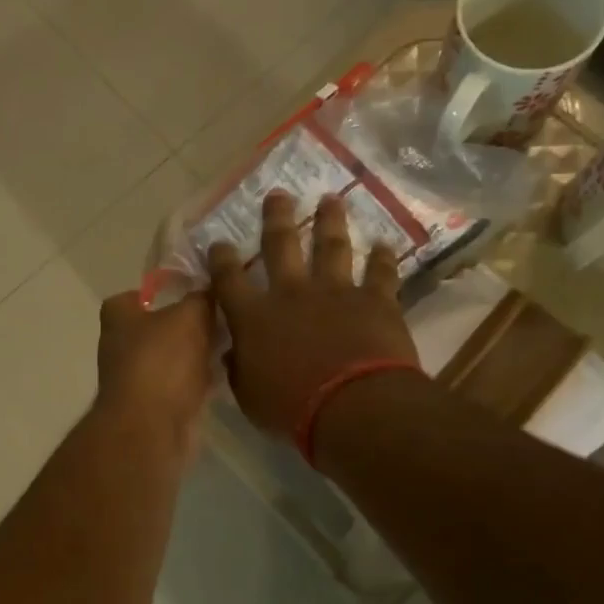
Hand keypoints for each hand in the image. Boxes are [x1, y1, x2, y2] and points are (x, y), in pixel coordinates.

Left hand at [96, 290, 215, 456]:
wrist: (151, 427)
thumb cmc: (162, 361)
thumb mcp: (190, 316)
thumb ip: (201, 298)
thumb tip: (210, 289)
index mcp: (118, 318)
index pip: (133, 296)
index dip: (160, 292)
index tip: (191, 292)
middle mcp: (120, 346)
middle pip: (157, 328)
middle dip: (187, 325)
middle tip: (220, 318)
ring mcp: (136, 379)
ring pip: (172, 358)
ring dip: (196, 354)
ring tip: (229, 344)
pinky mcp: (154, 406)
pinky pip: (181, 385)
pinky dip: (199, 381)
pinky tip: (225, 375)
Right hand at [209, 192, 418, 437]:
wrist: (352, 407)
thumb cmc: (291, 409)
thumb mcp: (250, 396)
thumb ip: (239, 369)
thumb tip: (232, 352)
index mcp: (254, 317)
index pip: (229, 280)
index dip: (221, 259)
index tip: (218, 243)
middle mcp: (291, 293)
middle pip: (280, 245)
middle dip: (277, 217)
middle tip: (278, 195)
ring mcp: (335, 292)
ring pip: (331, 246)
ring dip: (330, 221)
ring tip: (330, 200)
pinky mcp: (374, 300)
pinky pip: (380, 273)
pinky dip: (383, 258)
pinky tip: (385, 245)